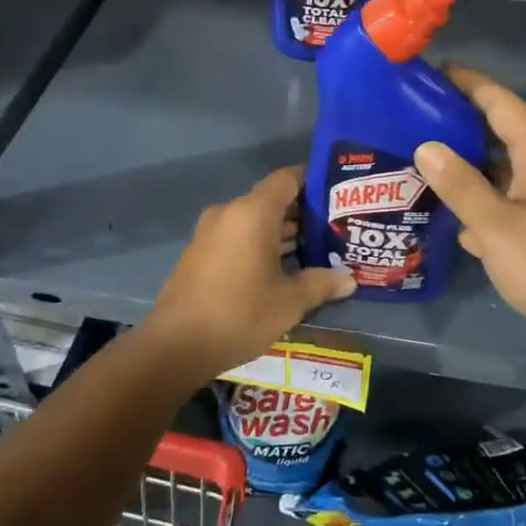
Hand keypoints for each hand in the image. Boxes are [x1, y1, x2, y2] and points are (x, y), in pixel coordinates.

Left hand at [150, 166, 355, 377]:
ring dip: (282, 231)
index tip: (338, 192)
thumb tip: (349, 279)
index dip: (314, 180)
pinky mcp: (201, 253)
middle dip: (303, 212)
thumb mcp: (289, 302)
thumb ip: (321, 283)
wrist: (175, 346)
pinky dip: (261, 243)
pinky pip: (238, 236)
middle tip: (336, 227)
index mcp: (253, 213)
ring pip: (255, 220)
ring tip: (317, 248)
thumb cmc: (239, 314)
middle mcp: (230, 212)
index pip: (288, 179)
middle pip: (272, 199)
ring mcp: (211, 232)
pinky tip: (284, 267)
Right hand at [413, 67, 525, 353]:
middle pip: (502, 132)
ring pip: (506, 170)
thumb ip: (460, 185)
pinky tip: (459, 220)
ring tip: (427, 166)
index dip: (468, 82)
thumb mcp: (495, 226)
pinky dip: (488, 201)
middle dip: (462, 125)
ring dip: (472, 168)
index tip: (434, 72)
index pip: (500, 100)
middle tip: (417, 121)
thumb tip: (427, 146)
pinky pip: (515, 199)